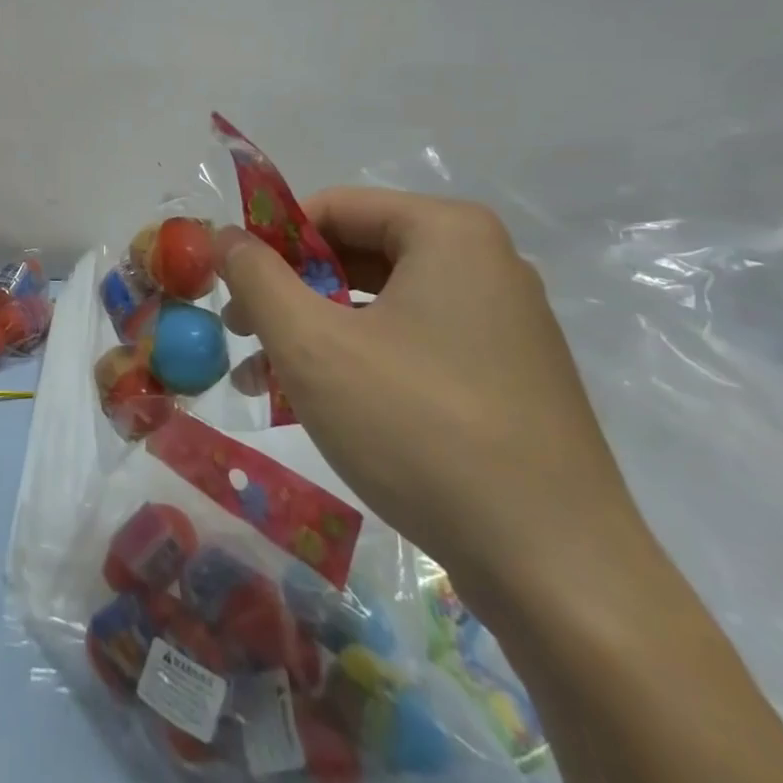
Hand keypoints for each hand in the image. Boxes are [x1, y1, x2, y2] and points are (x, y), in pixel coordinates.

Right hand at [216, 188, 644, 610]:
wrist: (559, 574)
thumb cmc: (420, 430)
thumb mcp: (312, 345)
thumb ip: (256, 277)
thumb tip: (222, 235)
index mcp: (448, 233)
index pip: (332, 207)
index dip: (270, 242)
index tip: (231, 288)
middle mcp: (483, 264)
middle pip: (355, 253)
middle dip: (288, 292)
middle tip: (241, 333)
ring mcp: (501, 323)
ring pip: (379, 304)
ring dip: (313, 331)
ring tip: (262, 378)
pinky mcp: (505, 378)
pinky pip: (411, 344)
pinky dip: (357, 361)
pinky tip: (314, 405)